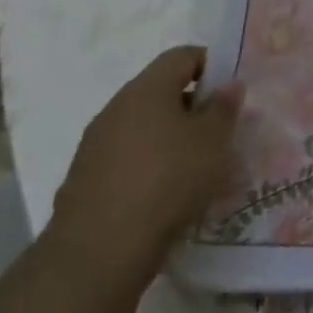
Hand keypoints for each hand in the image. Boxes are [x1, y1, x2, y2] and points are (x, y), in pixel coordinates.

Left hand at [47, 47, 243, 281]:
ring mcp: (94, 147)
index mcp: (146, 89)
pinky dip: (147, 167)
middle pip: (160, 91)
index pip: (182, 56)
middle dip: (191, 106)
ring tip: (195, 168)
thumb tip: (229, 84)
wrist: (97, 256)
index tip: (230, 91)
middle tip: (218, 131)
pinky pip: (125, 160)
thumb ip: (224, 108)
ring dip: (169, 139)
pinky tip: (164, 196)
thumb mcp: (213, 141)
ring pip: (142, 128)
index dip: (211, 64)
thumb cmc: (167, 182)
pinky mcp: (83, 183)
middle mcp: (115, 109)